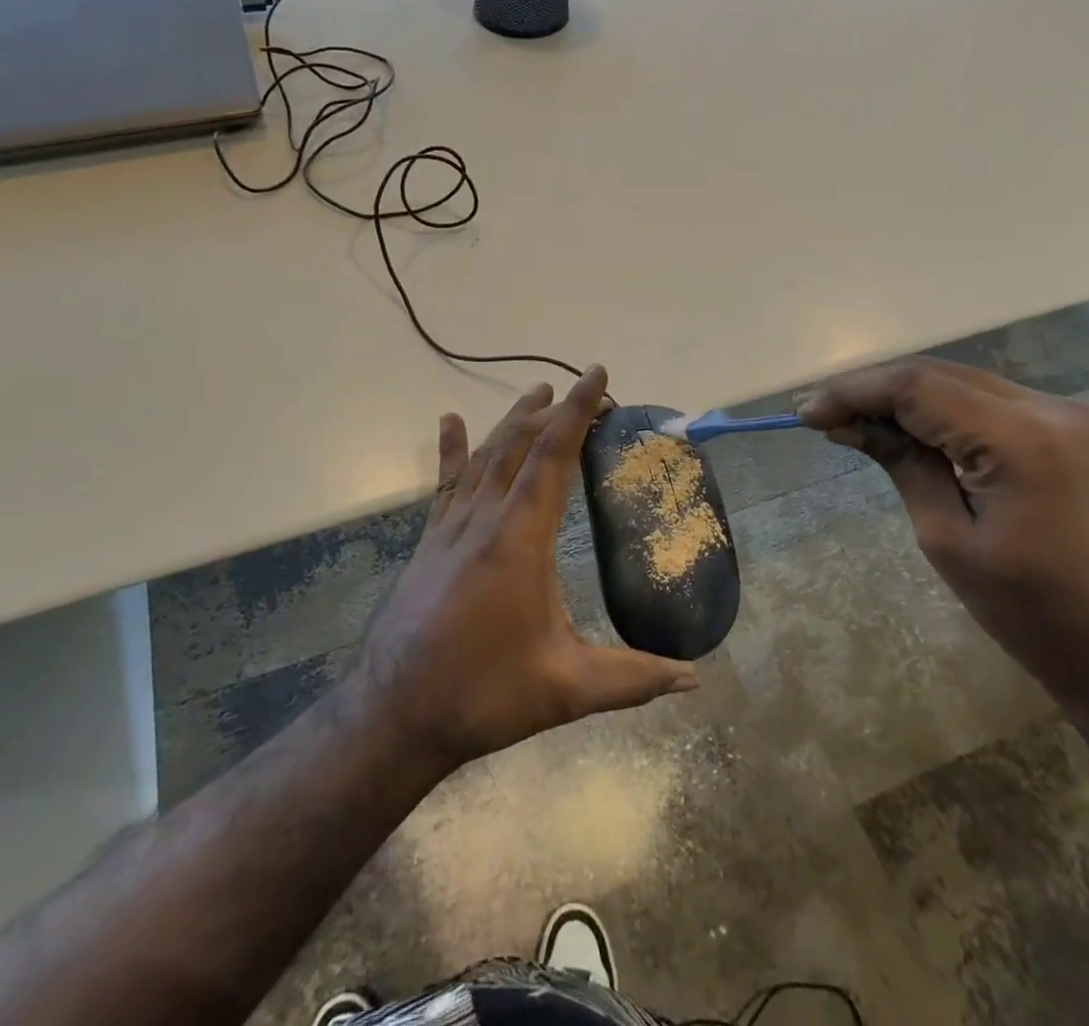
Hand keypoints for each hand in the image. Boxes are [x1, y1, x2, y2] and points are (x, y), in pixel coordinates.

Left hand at [356, 366, 696, 769]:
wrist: (395, 712)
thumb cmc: (483, 694)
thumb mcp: (565, 689)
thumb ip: (632, 678)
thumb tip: (693, 677)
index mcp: (519, 538)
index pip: (553, 456)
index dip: (576, 411)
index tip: (596, 376)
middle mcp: (483, 518)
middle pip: (518, 445)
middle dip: (551, 411)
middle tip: (581, 391)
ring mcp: (451, 526)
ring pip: (484, 456)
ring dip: (512, 421)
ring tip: (536, 393)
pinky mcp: (430, 541)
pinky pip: (445, 482)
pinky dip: (452, 449)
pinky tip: (451, 421)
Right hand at [799, 358, 1088, 716]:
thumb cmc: (1037, 616)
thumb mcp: (949, 540)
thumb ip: (902, 463)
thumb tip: (849, 424)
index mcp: (1023, 438)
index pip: (917, 387)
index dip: (854, 392)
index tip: (806, 411)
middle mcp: (1054, 407)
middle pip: (941, 375)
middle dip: (876, 390)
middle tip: (823, 414)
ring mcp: (1074, 414)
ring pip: (966, 383)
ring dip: (909, 399)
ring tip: (856, 422)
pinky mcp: (1079, 430)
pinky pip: (995, 403)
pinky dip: (947, 411)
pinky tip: (914, 430)